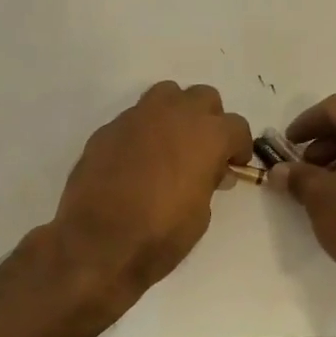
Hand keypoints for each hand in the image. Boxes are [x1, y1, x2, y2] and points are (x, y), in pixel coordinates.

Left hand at [52, 82, 253, 305]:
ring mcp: (137, 117)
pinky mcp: (108, 129)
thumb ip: (208, 182)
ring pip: (166, 95)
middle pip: (203, 98)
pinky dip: (143, 131)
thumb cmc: (160, 234)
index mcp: (206, 135)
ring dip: (175, 113)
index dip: (238, 147)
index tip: (232, 165)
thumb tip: (211, 171)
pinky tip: (136, 160)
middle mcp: (174, 115)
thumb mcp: (200, 214)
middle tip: (202, 150)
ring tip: (170, 144)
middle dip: (208, 120)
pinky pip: (134, 118)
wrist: (97, 241)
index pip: (236, 126)